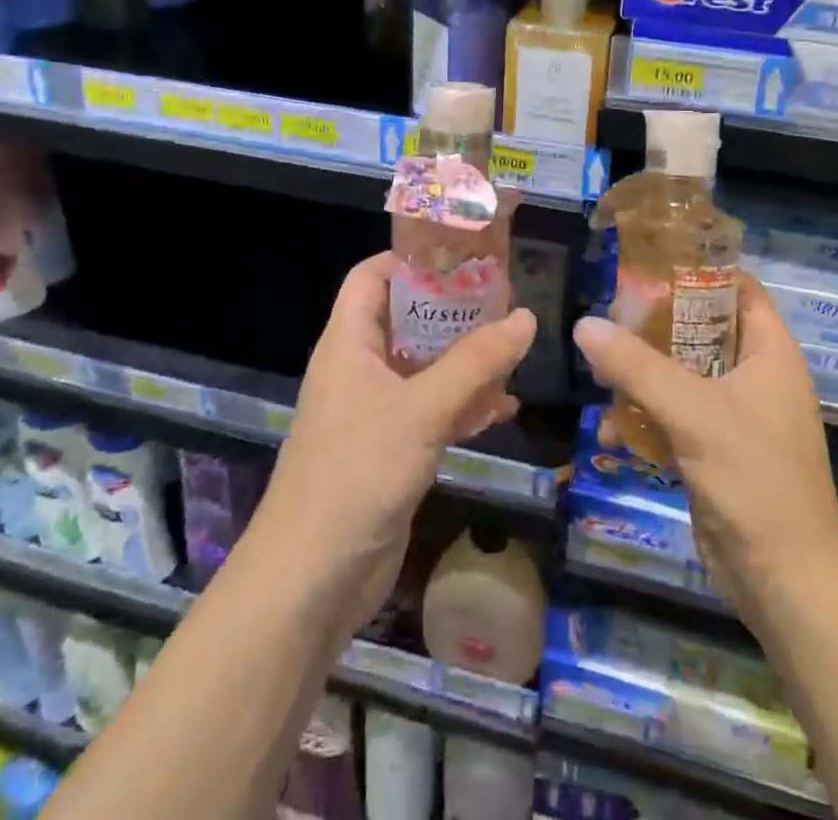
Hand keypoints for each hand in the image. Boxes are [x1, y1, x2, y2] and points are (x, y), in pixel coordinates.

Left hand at [255, 252, 536, 647]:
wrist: (311, 581)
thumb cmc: (356, 473)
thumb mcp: (421, 410)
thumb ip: (475, 363)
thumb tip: (526, 317)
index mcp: (348, 343)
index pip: (372, 278)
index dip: (410, 259)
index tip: (462, 255)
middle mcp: (359, 370)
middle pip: (406, 320)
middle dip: (452, 309)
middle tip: (503, 297)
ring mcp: (374, 413)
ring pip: (424, 368)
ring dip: (464, 359)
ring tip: (513, 346)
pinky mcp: (391, 451)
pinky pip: (432, 412)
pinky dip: (464, 405)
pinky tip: (504, 407)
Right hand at [573, 276, 837, 633]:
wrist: (786, 583)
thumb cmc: (755, 480)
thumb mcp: (692, 413)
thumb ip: (637, 366)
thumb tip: (584, 324)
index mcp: (769, 352)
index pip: (739, 287)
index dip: (699, 269)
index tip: (648, 262)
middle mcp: (756, 375)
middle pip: (702, 328)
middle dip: (655, 324)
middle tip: (609, 315)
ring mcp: (737, 415)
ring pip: (683, 373)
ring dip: (643, 374)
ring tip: (600, 372)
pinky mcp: (718, 450)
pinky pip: (677, 415)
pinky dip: (647, 416)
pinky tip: (610, 430)